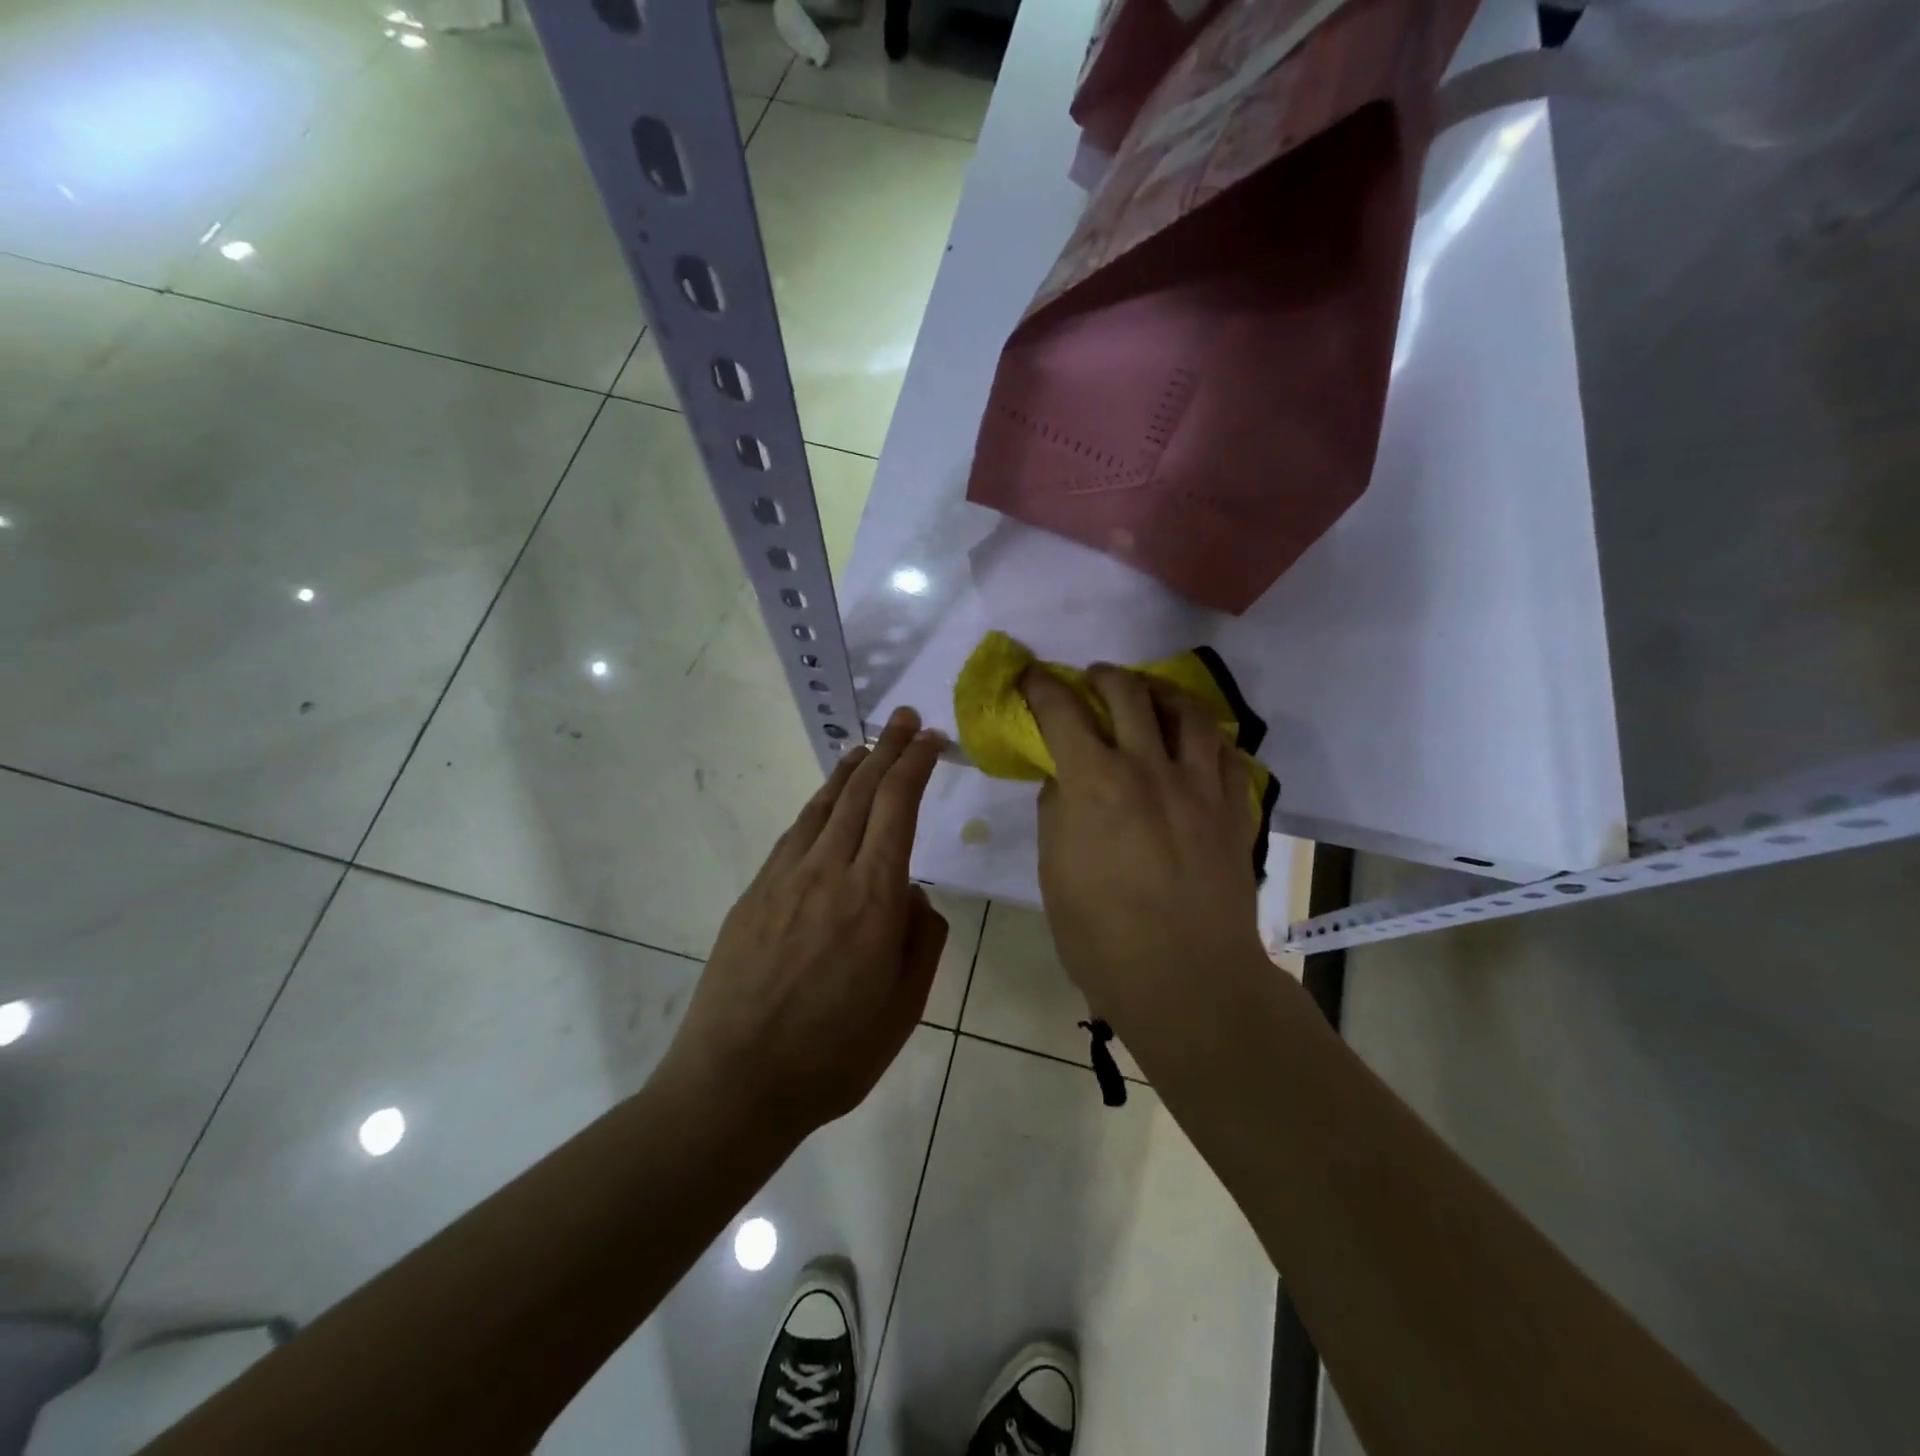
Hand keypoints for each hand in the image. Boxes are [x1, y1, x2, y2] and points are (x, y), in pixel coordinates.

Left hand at [665, 707, 948, 1139]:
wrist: (735, 1082)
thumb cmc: (834, 1055)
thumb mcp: (904, 1007)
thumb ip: (922, 939)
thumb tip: (913, 894)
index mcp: (873, 897)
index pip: (898, 807)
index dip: (916, 765)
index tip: (932, 738)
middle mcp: (828, 872)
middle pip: (862, 793)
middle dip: (888, 750)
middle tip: (907, 720)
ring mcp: (784, 879)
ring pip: (823, 806)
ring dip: (849, 771)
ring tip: (866, 747)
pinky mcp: (754, 894)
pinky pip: (794, 834)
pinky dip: (817, 806)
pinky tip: (824, 805)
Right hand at [1023, 665, 1267, 1035]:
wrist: (1188, 980)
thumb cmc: (1102, 936)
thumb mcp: (1054, 872)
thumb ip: (1057, 813)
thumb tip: (1064, 780)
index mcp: (1096, 783)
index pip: (1063, 711)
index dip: (1042, 686)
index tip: (1032, 678)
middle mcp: (1150, 768)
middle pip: (1129, 693)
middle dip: (1103, 676)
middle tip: (1091, 680)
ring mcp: (1200, 786)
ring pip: (1188, 711)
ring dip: (1161, 692)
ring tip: (1149, 695)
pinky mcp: (1234, 809)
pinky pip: (1227, 752)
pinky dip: (1206, 735)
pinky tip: (1196, 742)